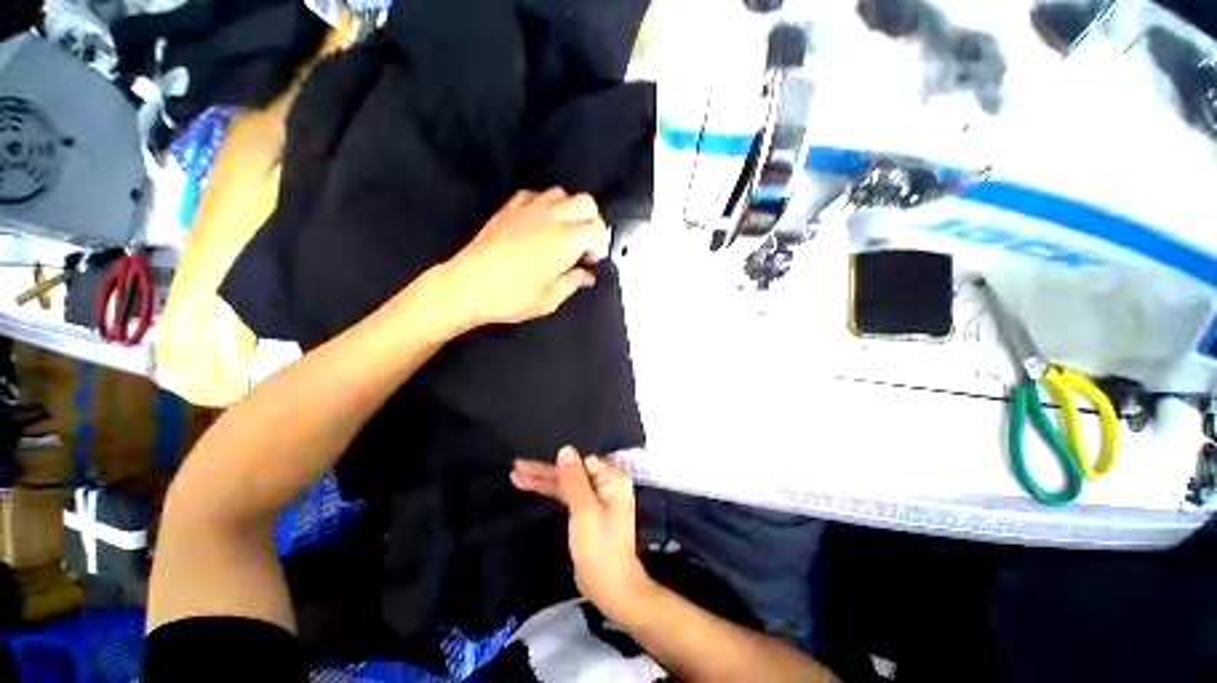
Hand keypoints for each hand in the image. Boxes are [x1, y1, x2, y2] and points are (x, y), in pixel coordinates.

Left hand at [442, 188, 609, 329]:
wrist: (468, 284)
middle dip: (590, 219)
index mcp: (567, 240)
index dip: (598, 246)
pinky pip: (533, 194)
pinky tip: (536, 219)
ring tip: (561, 227)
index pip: (597, 231)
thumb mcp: (548, 300)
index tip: (590, 261)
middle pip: (585, 202)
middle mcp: (553, 217)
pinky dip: (541, 203)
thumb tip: (584, 275)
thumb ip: (572, 283)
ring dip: (567, 207)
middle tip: (583, 240)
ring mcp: (530, 208)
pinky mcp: (509, 207)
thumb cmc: (510, 296)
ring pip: (561, 193)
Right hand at [511, 447, 650, 620]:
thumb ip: (574, 479)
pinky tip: (535, 491)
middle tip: (515, 466)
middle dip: (545, 470)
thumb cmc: (599, 545)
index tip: (532, 454)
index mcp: (613, 483)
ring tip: (515, 477)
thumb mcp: (584, 509)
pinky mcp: (587, 520)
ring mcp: (597, 506)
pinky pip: (567, 499)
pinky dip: (550, 494)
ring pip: (567, 486)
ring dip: (543, 481)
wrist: (608, 582)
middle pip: (572, 473)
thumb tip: (565, 450)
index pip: (583, 460)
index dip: (559, 458)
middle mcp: (607, 490)